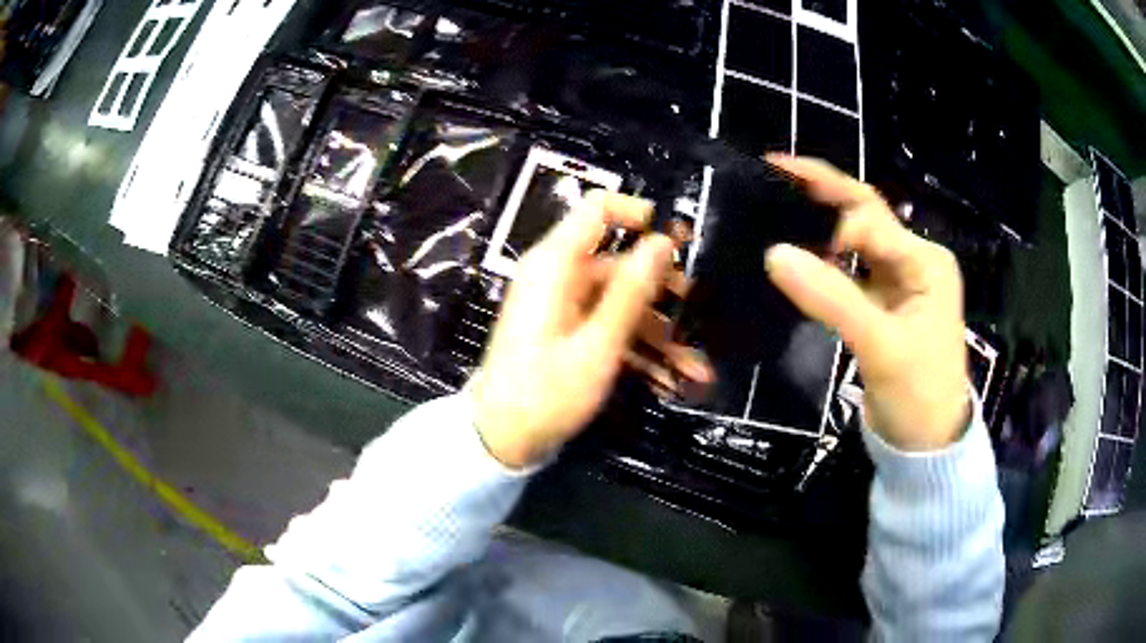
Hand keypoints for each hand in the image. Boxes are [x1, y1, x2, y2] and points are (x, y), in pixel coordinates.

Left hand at [473, 192, 711, 467]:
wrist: (502, 441)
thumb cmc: (545, 394)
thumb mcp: (597, 346)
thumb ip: (630, 291)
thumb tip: (663, 241)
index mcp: (556, 265)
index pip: (599, 209)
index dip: (642, 216)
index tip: (682, 242)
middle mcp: (560, 277)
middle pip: (622, 264)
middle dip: (665, 292)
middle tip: (701, 317)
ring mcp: (565, 306)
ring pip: (624, 303)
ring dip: (662, 334)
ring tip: (698, 371)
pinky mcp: (570, 332)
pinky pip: (612, 328)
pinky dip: (641, 350)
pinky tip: (674, 381)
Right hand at [764, 155, 969, 451]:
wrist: (927, 445)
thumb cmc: (917, 394)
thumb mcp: (880, 346)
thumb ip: (831, 298)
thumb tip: (773, 254)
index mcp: (925, 261)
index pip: (871, 220)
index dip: (831, 223)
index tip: (791, 243)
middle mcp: (914, 260)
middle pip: (865, 216)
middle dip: (823, 191)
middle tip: (772, 167)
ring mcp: (899, 282)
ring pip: (856, 241)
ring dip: (821, 224)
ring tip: (776, 204)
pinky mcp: (884, 304)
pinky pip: (850, 271)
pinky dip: (824, 261)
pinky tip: (798, 254)